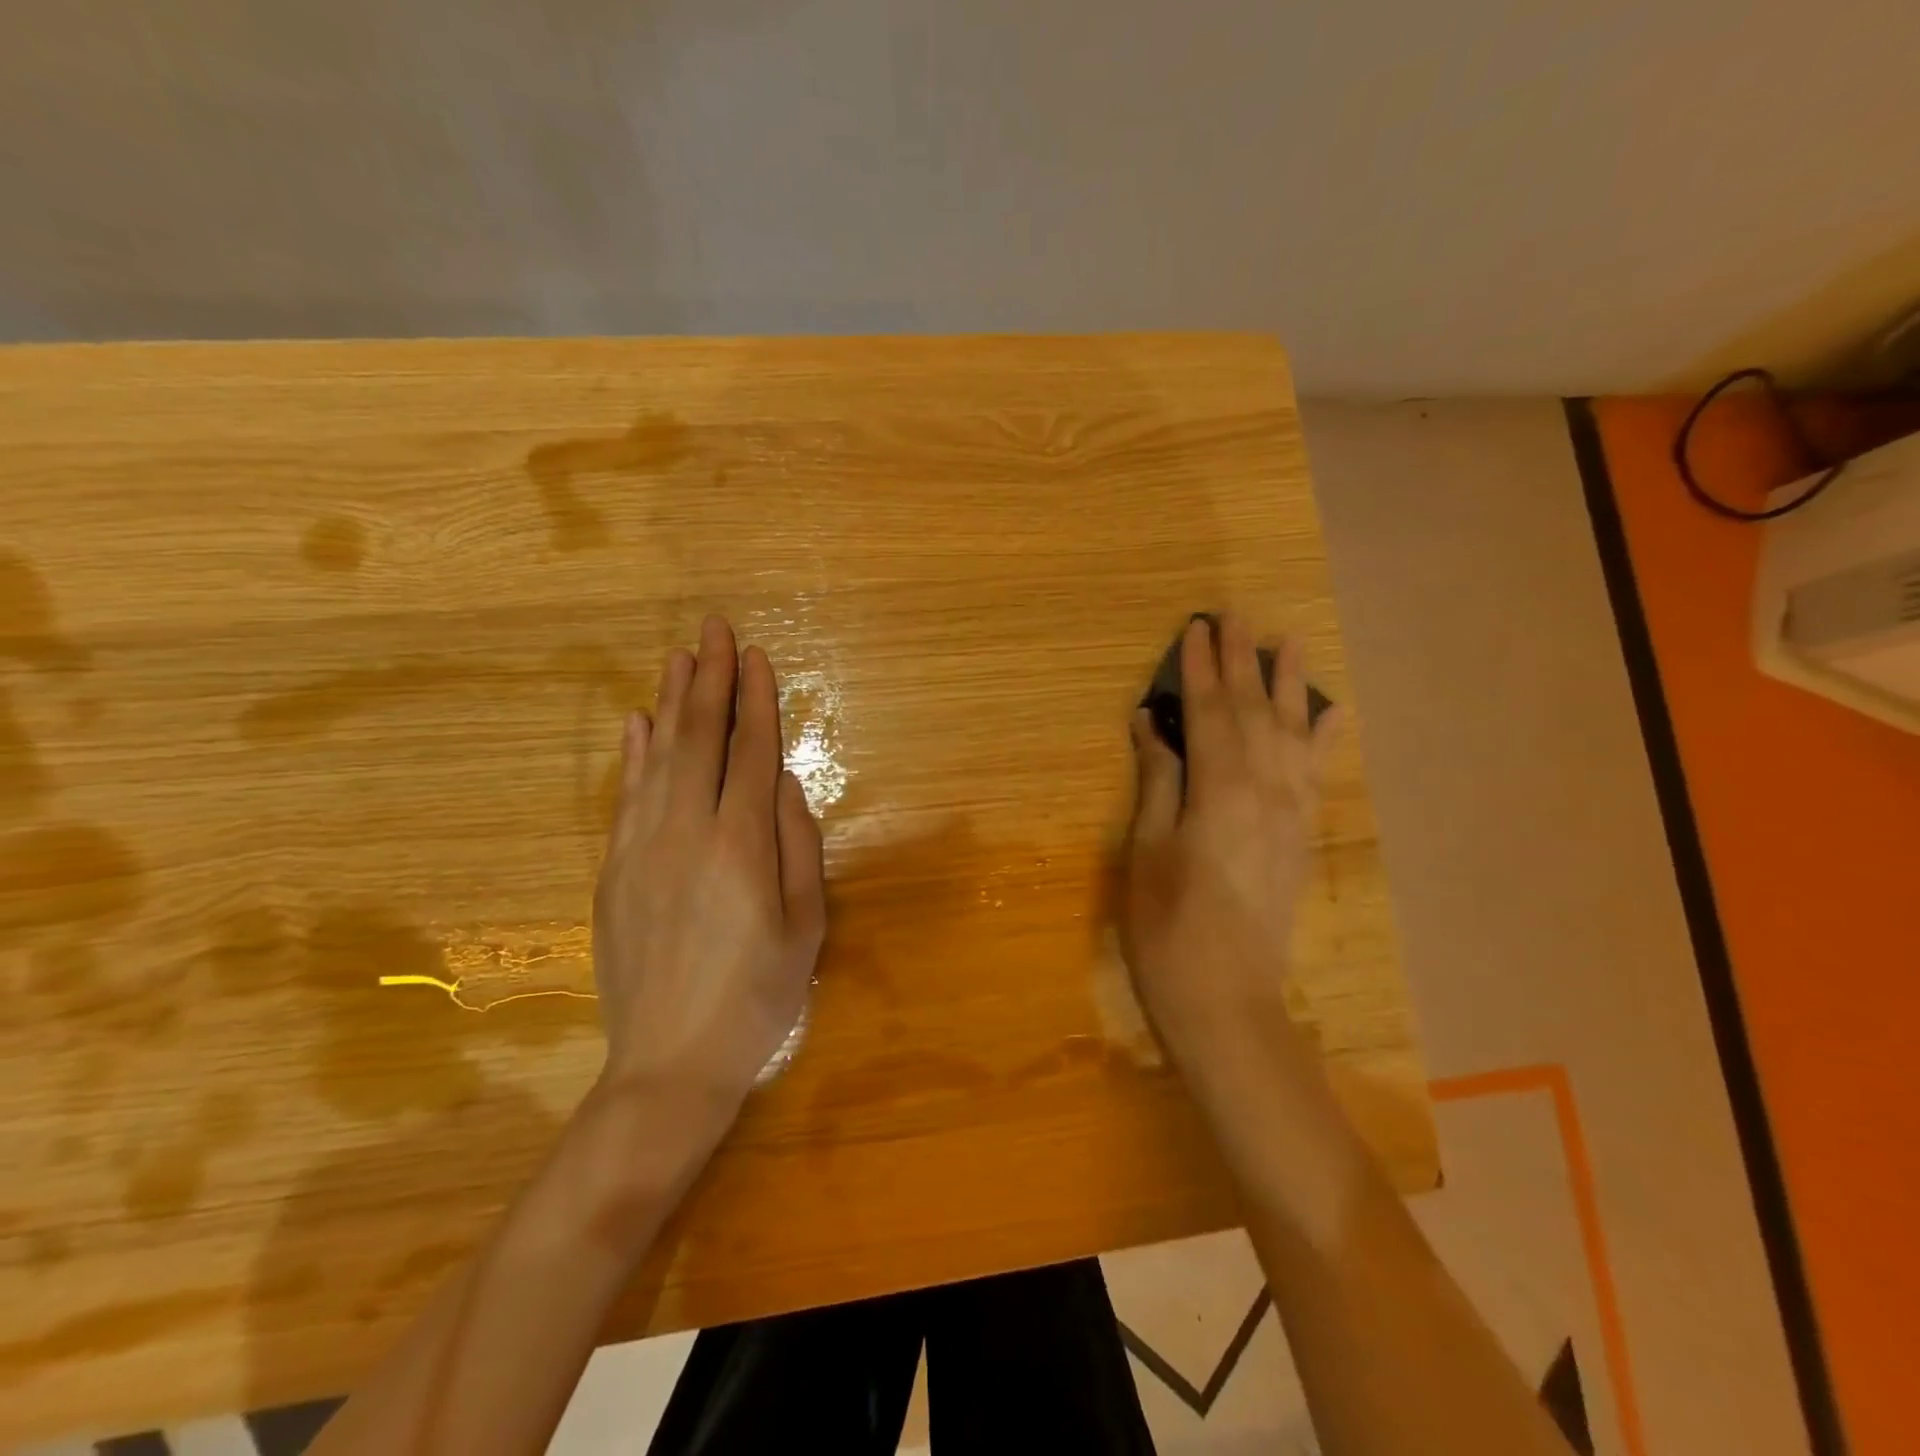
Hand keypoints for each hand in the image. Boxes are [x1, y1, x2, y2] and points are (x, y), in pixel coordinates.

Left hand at [592, 615, 825, 1122]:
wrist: (670, 1062)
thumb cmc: (757, 996)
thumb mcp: (805, 924)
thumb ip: (797, 845)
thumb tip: (780, 783)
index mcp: (740, 844)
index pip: (748, 751)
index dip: (754, 700)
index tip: (754, 655)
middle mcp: (685, 832)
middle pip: (698, 738)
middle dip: (708, 678)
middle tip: (713, 628)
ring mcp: (640, 849)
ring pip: (657, 758)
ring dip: (670, 702)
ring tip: (678, 657)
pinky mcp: (613, 871)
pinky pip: (625, 797)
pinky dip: (633, 755)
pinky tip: (637, 724)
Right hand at [1119, 614, 1338, 1087]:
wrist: (1227, 998)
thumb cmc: (1167, 926)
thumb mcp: (1146, 850)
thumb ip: (1158, 780)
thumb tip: (1154, 723)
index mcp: (1221, 790)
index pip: (1211, 712)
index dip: (1201, 668)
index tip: (1194, 626)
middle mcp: (1267, 789)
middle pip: (1254, 711)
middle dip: (1242, 661)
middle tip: (1235, 615)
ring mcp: (1292, 812)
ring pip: (1292, 732)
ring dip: (1288, 684)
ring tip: (1289, 641)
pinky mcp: (1301, 835)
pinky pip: (1317, 772)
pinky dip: (1323, 737)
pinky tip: (1330, 712)